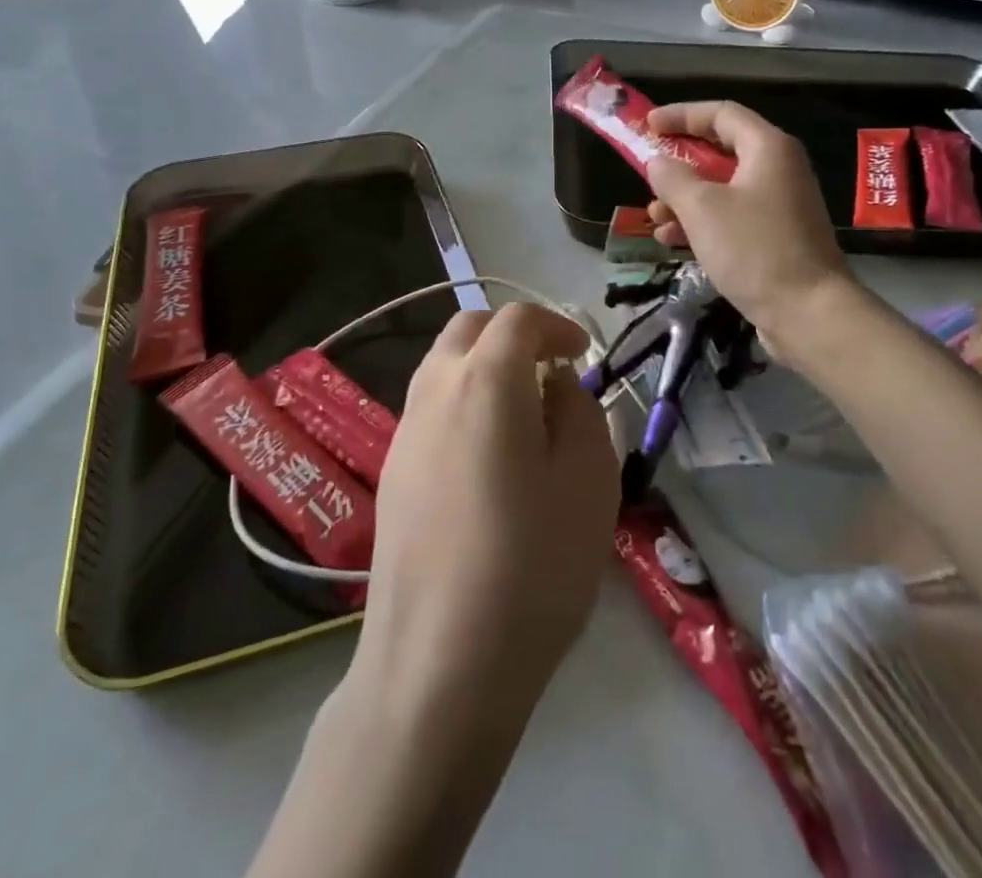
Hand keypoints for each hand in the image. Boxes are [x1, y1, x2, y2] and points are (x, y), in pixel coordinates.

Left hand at [355, 304, 620, 741]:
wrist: (438, 662)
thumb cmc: (531, 565)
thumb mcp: (589, 480)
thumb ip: (579, 411)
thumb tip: (554, 386)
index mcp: (485, 380)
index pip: (518, 318)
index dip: (556, 325)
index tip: (581, 355)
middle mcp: (435, 389)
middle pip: (469, 328)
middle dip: (513, 335)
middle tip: (549, 373)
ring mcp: (405, 430)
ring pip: (444, 365)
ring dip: (484, 368)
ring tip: (522, 416)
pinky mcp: (392, 470)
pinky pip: (431, 408)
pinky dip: (463, 403)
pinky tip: (486, 460)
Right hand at [645, 101, 851, 342]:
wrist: (809, 313)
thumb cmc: (754, 249)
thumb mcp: (701, 208)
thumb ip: (673, 177)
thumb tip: (658, 162)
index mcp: (768, 148)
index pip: (720, 113)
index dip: (681, 114)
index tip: (647, 125)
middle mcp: (778, 169)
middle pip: (720, 151)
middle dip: (679, 164)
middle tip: (647, 173)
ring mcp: (779, 205)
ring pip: (722, 188)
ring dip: (684, 199)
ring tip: (654, 217)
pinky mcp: (775, 237)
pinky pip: (731, 217)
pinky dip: (701, 223)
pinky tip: (672, 241)